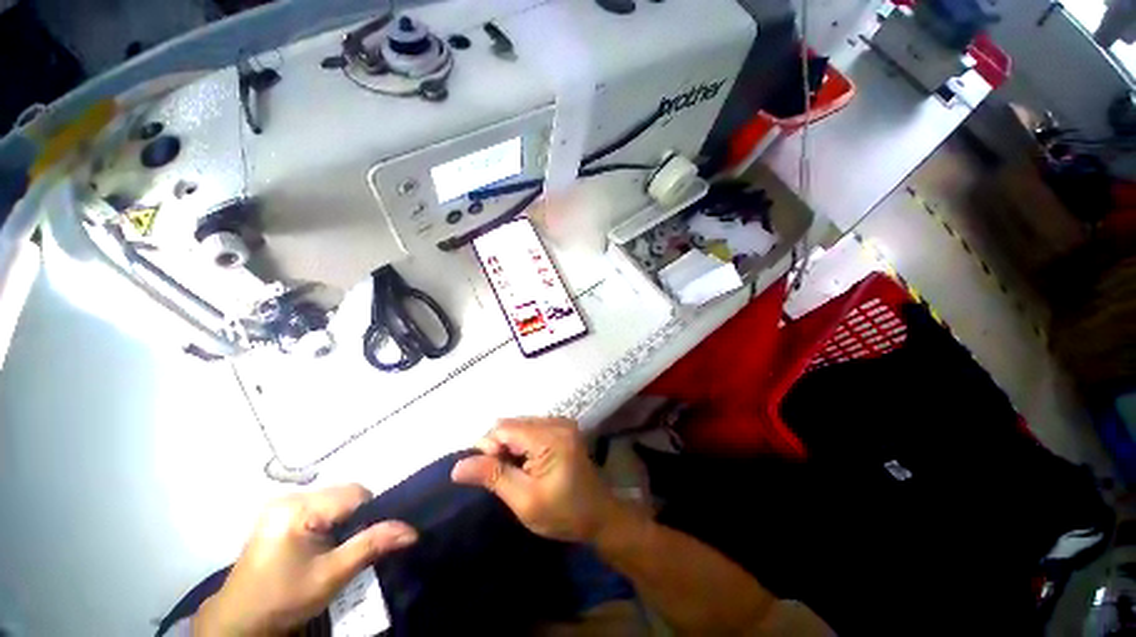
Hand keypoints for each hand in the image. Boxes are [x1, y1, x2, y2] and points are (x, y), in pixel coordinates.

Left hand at [193, 484, 417, 636]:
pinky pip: (319, 507)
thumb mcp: (331, 576)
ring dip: (344, 520)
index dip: (372, 513)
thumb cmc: (283, 598)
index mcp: (298, 508)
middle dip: (357, 517)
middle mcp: (289, 497)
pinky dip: (330, 522)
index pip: (355, 493)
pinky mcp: (278, 514)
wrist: (239, 621)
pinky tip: (323, 544)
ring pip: (334, 500)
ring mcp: (281, 504)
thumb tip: (412, 530)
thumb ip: (371, 546)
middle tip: (352, 548)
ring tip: (338, 548)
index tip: (371, 539)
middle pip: (345, 494)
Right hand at [451, 417, 621, 542]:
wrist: (600, 516)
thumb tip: (458, 466)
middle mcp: (557, 422)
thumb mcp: (525, 500)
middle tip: (501, 477)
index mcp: (551, 437)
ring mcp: (561, 423)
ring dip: (509, 446)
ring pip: (519, 426)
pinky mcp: (562, 428)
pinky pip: (531, 429)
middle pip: (512, 424)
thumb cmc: (564, 514)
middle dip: (498, 447)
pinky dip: (521, 444)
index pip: (504, 428)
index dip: (488, 448)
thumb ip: (494, 477)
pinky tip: (525, 465)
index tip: (488, 476)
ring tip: (513, 473)